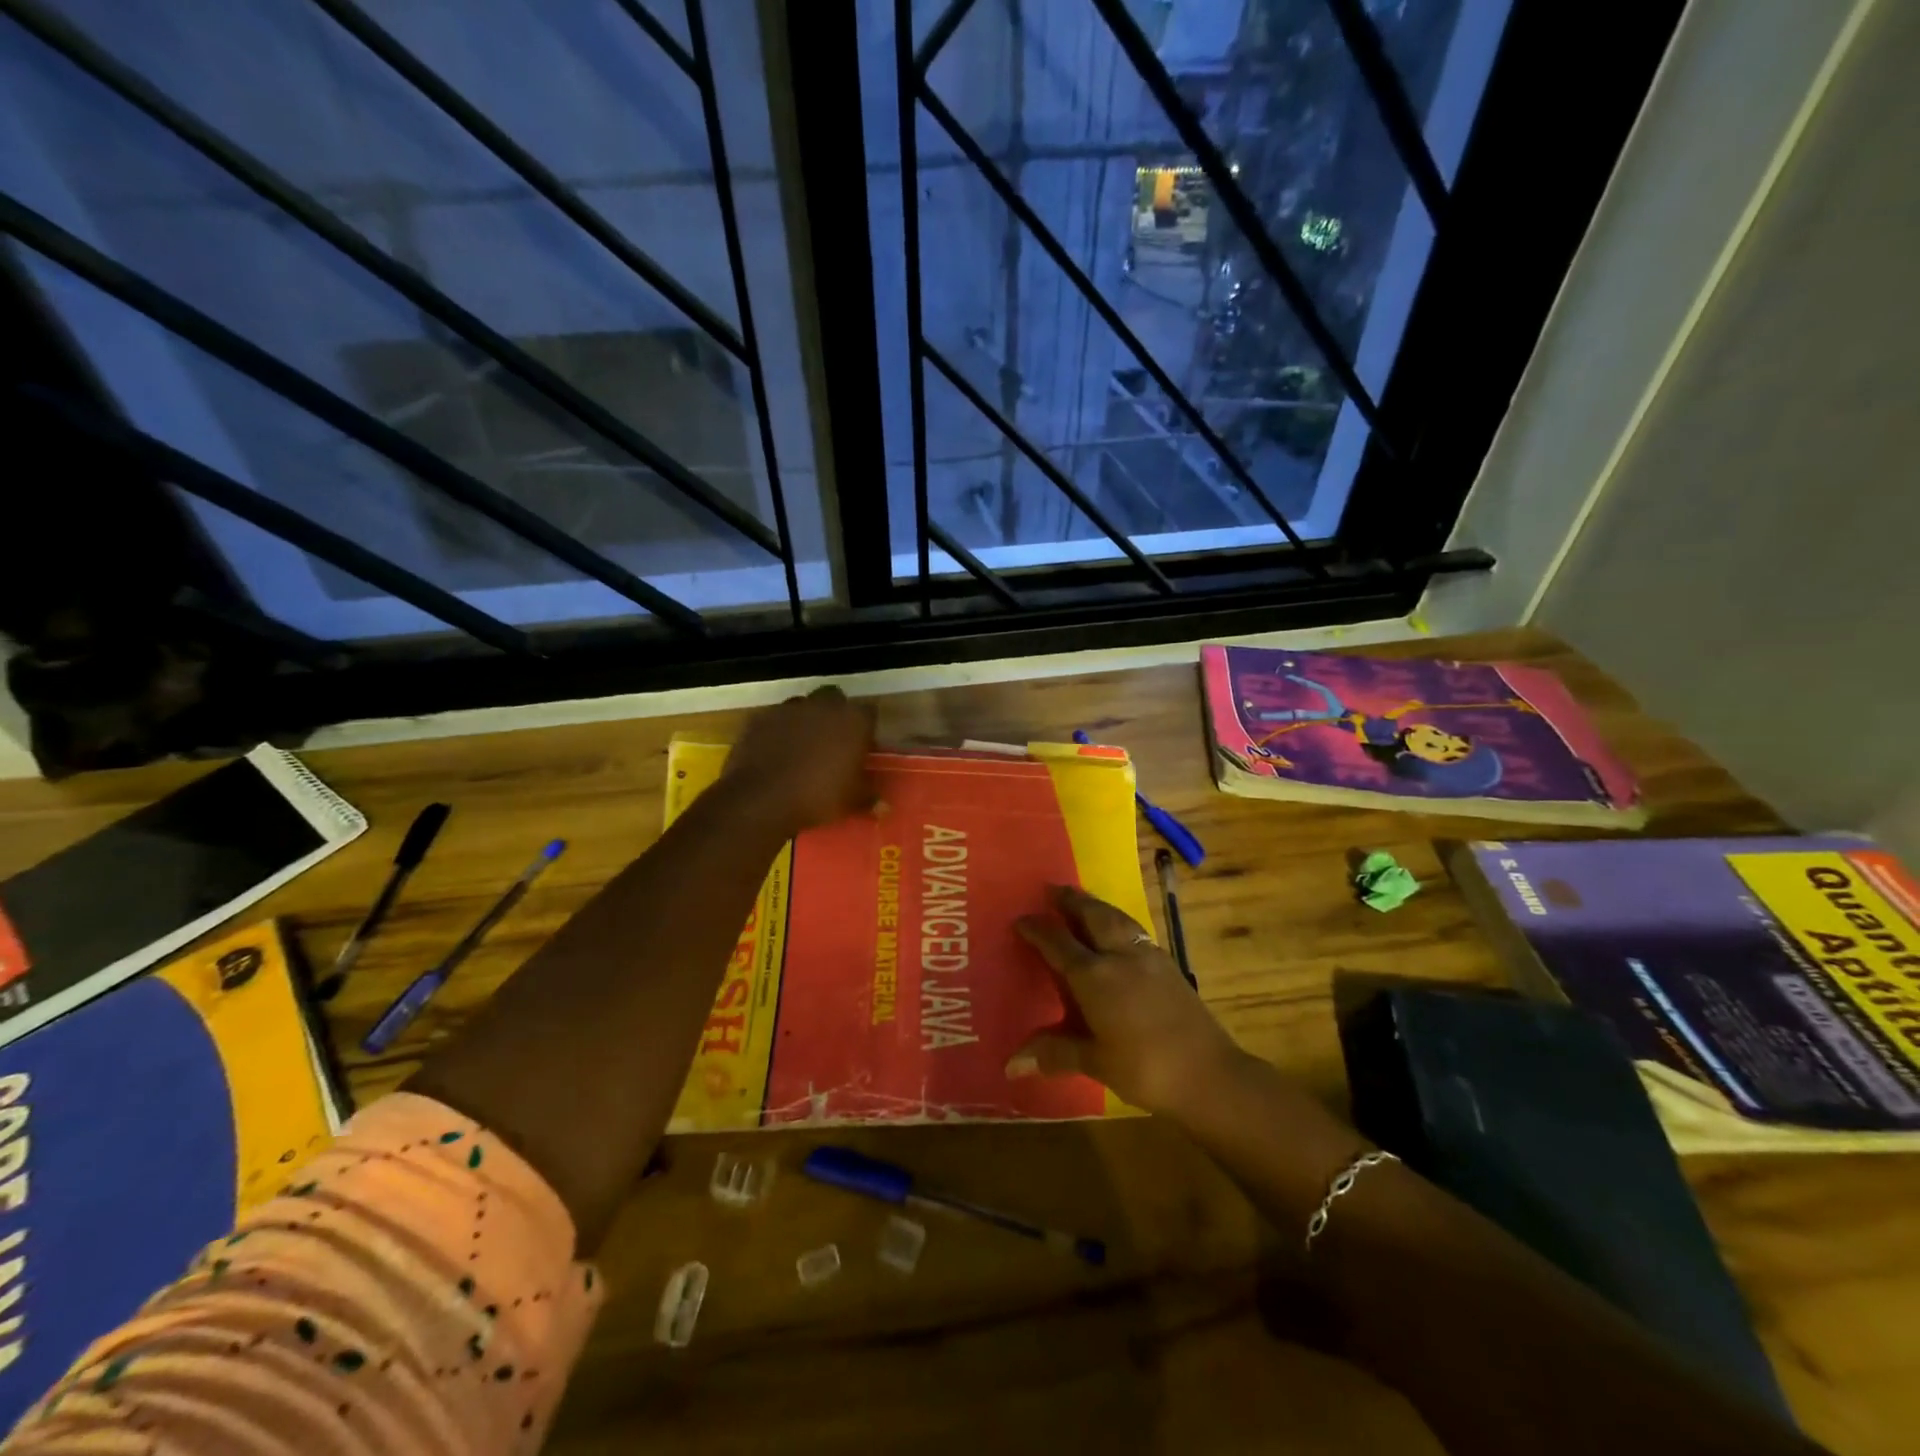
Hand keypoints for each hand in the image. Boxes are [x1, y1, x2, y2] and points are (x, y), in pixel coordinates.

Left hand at [720, 686, 877, 834]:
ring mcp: (789, 709)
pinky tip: (776, 752)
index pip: (868, 713)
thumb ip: (869, 798)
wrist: (761, 799)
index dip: (866, 729)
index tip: (863, 747)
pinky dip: (779, 731)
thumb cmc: (818, 796)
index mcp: (853, 720)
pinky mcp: (761, 718)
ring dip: (806, 720)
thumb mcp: (851, 802)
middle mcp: (823, 705)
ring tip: (803, 747)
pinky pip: (776, 719)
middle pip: (835, 699)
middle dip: (835, 715)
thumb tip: (884, 808)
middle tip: (834, 742)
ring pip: (803, 706)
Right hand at [1007, 884, 1247, 1117]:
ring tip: (1083, 900)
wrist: (1210, 1074)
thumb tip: (1011, 1064)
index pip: (1058, 942)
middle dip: (1070, 900)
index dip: (1037, 928)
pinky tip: (1119, 930)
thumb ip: (1055, 1053)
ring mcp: (1148, 956)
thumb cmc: (1145, 1069)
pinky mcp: (1169, 964)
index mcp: (1094, 976)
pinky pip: (1135, 930)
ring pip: (1117, 918)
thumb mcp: (1095, 1062)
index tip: (1020, 919)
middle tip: (1052, 889)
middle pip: (1092, 916)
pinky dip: (1118, 921)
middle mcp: (1119, 956)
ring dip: (1096, 905)